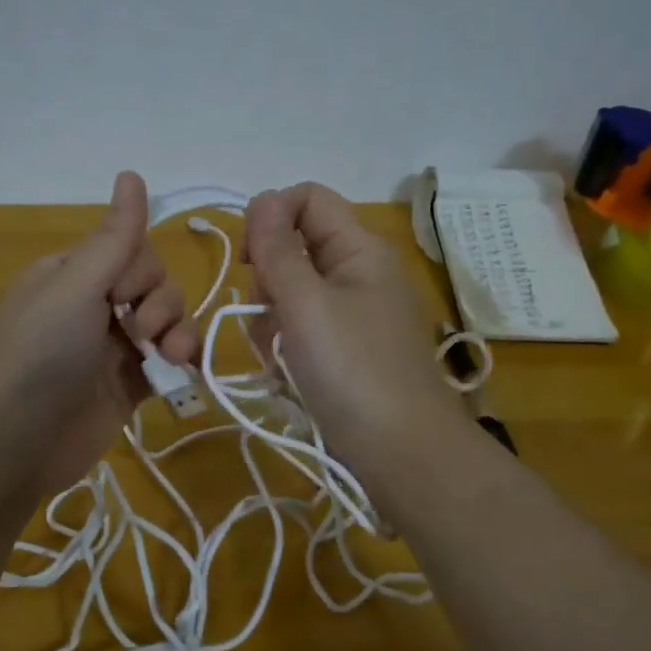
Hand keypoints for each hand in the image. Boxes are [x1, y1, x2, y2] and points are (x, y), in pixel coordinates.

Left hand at [0, 171, 199, 496]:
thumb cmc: (41, 353)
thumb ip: (114, 237)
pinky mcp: (130, 386)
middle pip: (155, 283)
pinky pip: (170, 361)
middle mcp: (94, 305)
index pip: (132, 249)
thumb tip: (132, 172)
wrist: (17, 441)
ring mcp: (113, 347)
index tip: (122, 295)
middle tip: (139, 332)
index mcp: (74, 273)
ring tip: (169, 357)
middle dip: (160, 303)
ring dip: (178, 333)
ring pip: (168, 321)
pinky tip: (186, 371)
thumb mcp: (76, 286)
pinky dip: (182, 362)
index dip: (141, 270)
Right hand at [242, 182, 461, 493]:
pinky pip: (303, 331)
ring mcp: (355, 315)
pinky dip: (287, 348)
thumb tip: (261, 199)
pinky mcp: (348, 351)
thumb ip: (277, 249)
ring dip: (271, 322)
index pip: (307, 198)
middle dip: (268, 281)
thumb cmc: (352, 370)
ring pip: (292, 295)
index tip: (248, 260)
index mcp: (359, 249)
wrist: (402, 452)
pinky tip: (288, 376)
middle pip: (295, 248)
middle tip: (269, 318)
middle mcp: (359, 273)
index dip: (269, 216)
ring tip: (279, 358)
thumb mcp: (305, 304)